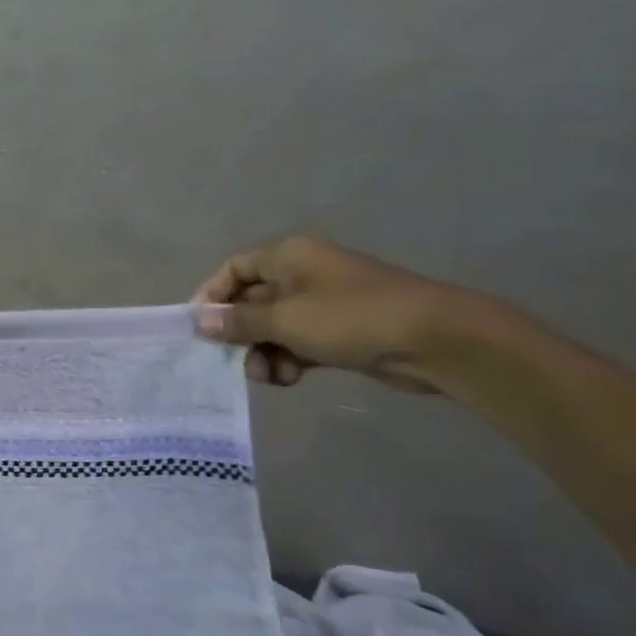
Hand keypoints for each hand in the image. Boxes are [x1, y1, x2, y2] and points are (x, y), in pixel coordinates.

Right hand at [193, 236, 463, 392]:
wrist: (435, 340)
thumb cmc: (351, 318)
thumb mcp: (286, 319)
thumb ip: (239, 322)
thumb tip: (201, 321)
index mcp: (288, 256)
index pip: (234, 268)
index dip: (213, 294)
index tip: (200, 327)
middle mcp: (302, 274)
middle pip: (252, 301)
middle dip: (241, 334)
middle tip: (235, 361)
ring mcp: (324, 303)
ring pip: (274, 327)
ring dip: (264, 352)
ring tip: (270, 376)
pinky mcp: (341, 331)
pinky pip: (299, 342)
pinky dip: (289, 359)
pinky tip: (290, 379)